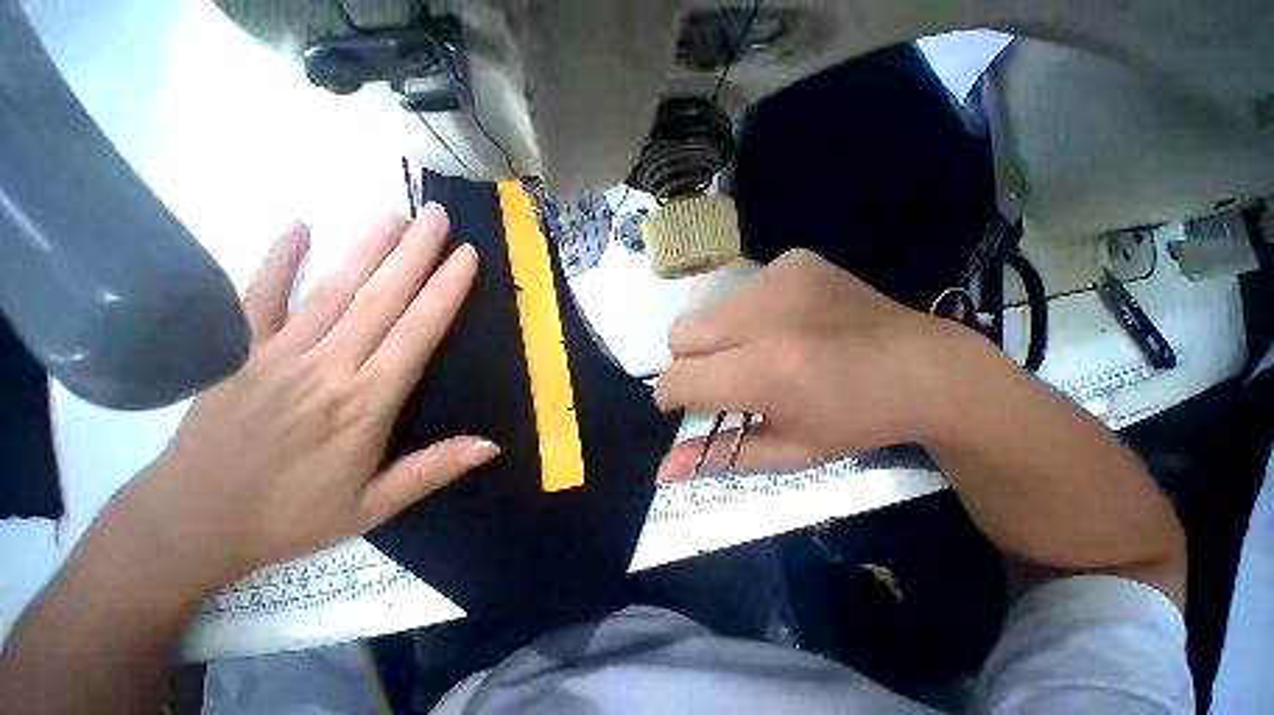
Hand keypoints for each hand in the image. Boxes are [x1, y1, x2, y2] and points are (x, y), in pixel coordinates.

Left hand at [120, 204, 498, 592]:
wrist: (191, 524)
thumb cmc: (291, 517)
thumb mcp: (374, 507)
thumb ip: (433, 470)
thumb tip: (492, 445)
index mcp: (365, 402)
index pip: (417, 332)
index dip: (445, 290)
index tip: (466, 256)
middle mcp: (327, 366)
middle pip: (381, 298)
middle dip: (415, 252)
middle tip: (437, 214)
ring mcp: (276, 353)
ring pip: (333, 289)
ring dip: (367, 247)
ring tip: (394, 214)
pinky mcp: (236, 350)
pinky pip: (258, 296)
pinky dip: (276, 258)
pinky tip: (297, 225)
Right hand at [654, 249, 957, 480]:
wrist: (926, 368)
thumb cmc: (854, 422)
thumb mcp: (787, 451)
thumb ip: (717, 456)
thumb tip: (661, 471)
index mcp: (767, 372)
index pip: (678, 377)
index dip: (671, 394)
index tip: (683, 402)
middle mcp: (765, 317)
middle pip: (679, 334)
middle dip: (688, 362)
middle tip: (722, 376)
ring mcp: (779, 279)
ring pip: (705, 311)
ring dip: (717, 337)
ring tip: (757, 350)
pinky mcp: (792, 260)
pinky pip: (739, 291)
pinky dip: (746, 314)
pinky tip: (783, 325)